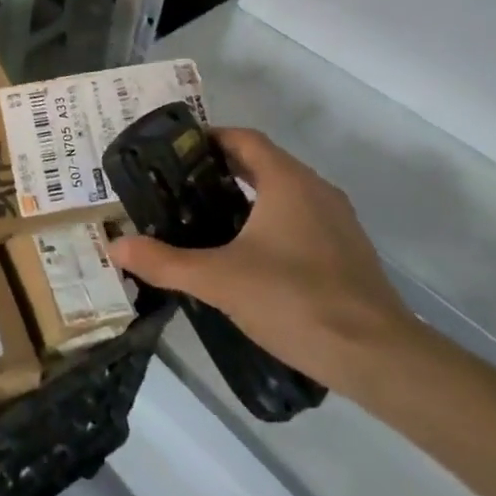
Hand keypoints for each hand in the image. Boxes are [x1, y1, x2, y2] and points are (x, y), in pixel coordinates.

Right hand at [106, 127, 416, 397]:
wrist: (379, 357)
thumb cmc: (295, 300)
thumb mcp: (220, 280)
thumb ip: (166, 262)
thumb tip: (115, 246)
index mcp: (286, 180)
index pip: (243, 138)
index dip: (209, 138)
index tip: (176, 153)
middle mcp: (315, 189)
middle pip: (263, 163)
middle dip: (222, 170)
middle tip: (182, 189)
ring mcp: (338, 221)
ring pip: (285, 193)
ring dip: (249, 198)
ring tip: (208, 221)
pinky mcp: (349, 252)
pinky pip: (302, 220)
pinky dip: (272, 223)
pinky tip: (251, 258)